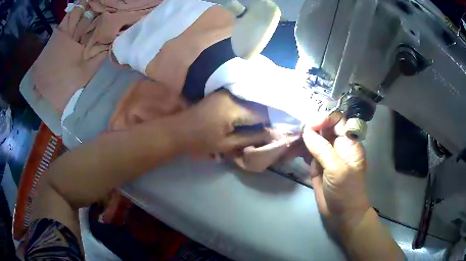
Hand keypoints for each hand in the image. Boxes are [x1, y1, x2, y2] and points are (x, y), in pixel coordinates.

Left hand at [177, 90, 273, 155]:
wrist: (178, 131)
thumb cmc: (200, 141)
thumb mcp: (227, 144)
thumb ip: (252, 138)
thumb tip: (274, 135)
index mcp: (235, 107)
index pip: (264, 112)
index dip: (273, 122)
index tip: (278, 132)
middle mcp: (233, 94)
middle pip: (259, 103)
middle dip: (267, 116)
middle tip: (271, 129)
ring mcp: (227, 92)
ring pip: (252, 100)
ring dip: (258, 111)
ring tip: (263, 124)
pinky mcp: (223, 93)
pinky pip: (243, 98)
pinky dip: (249, 107)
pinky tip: (251, 117)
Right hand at [302, 113, 370, 231]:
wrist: (341, 215)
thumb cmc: (346, 191)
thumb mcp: (337, 169)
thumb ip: (322, 149)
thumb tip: (306, 131)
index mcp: (349, 143)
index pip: (339, 121)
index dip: (326, 118)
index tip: (312, 125)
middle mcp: (338, 146)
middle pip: (325, 128)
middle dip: (312, 126)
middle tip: (298, 129)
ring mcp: (327, 156)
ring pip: (315, 139)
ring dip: (304, 136)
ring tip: (292, 136)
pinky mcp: (318, 166)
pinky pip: (309, 152)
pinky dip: (301, 149)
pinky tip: (293, 148)